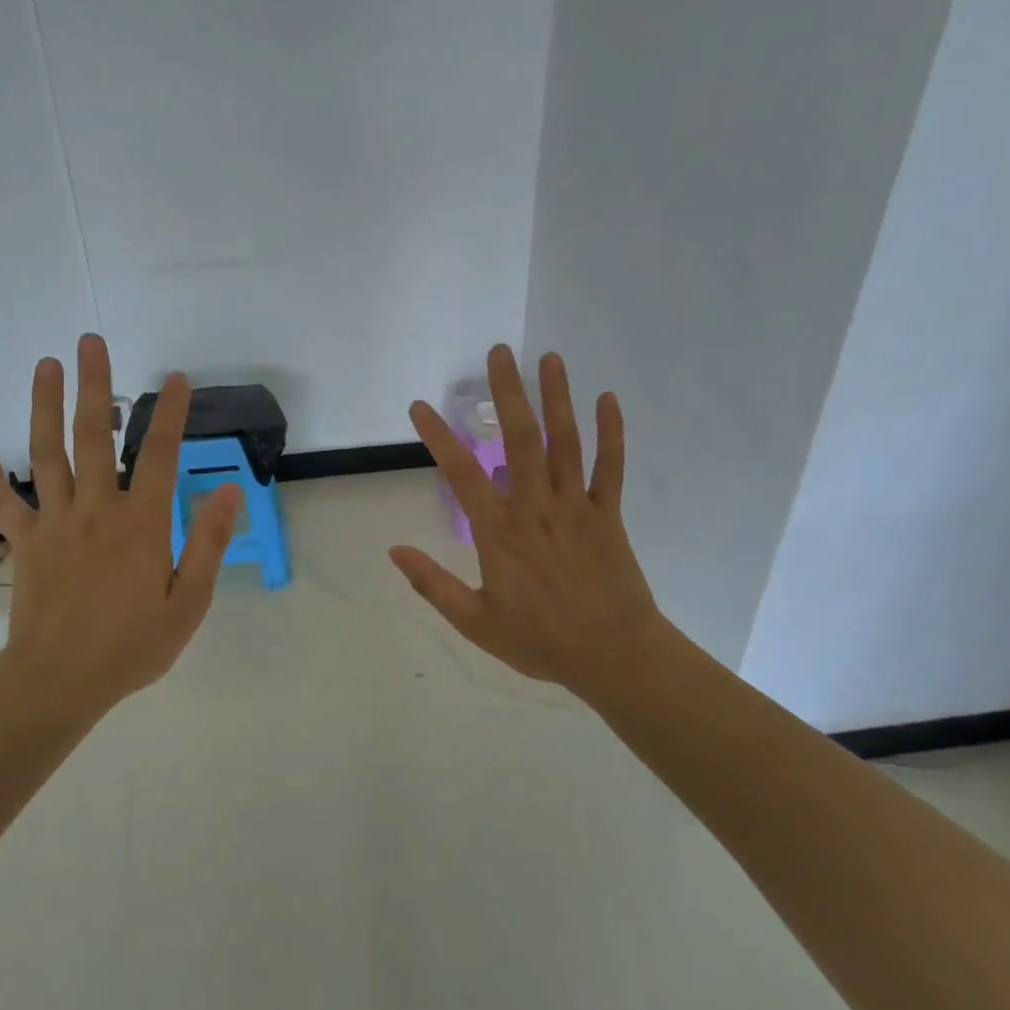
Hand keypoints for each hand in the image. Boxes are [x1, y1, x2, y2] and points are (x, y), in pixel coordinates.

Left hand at [0, 334, 240, 713]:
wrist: (60, 681)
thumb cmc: (133, 645)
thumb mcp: (189, 602)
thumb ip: (208, 543)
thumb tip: (227, 490)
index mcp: (141, 524)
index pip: (158, 456)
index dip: (170, 413)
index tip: (176, 378)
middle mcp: (95, 510)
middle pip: (94, 437)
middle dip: (95, 386)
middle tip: (90, 342)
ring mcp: (54, 522)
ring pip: (46, 453)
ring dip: (45, 405)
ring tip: (46, 364)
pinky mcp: (23, 541)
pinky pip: (2, 497)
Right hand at [390, 345, 667, 708]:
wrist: (615, 656)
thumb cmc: (540, 641)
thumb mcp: (475, 622)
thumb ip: (433, 585)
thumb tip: (395, 551)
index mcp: (499, 531)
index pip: (461, 473)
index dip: (439, 437)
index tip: (419, 407)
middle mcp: (536, 507)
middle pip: (520, 439)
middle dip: (508, 393)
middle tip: (499, 353)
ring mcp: (576, 506)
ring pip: (565, 442)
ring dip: (557, 397)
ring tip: (550, 358)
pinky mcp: (608, 514)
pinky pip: (610, 467)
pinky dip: (611, 433)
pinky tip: (608, 399)